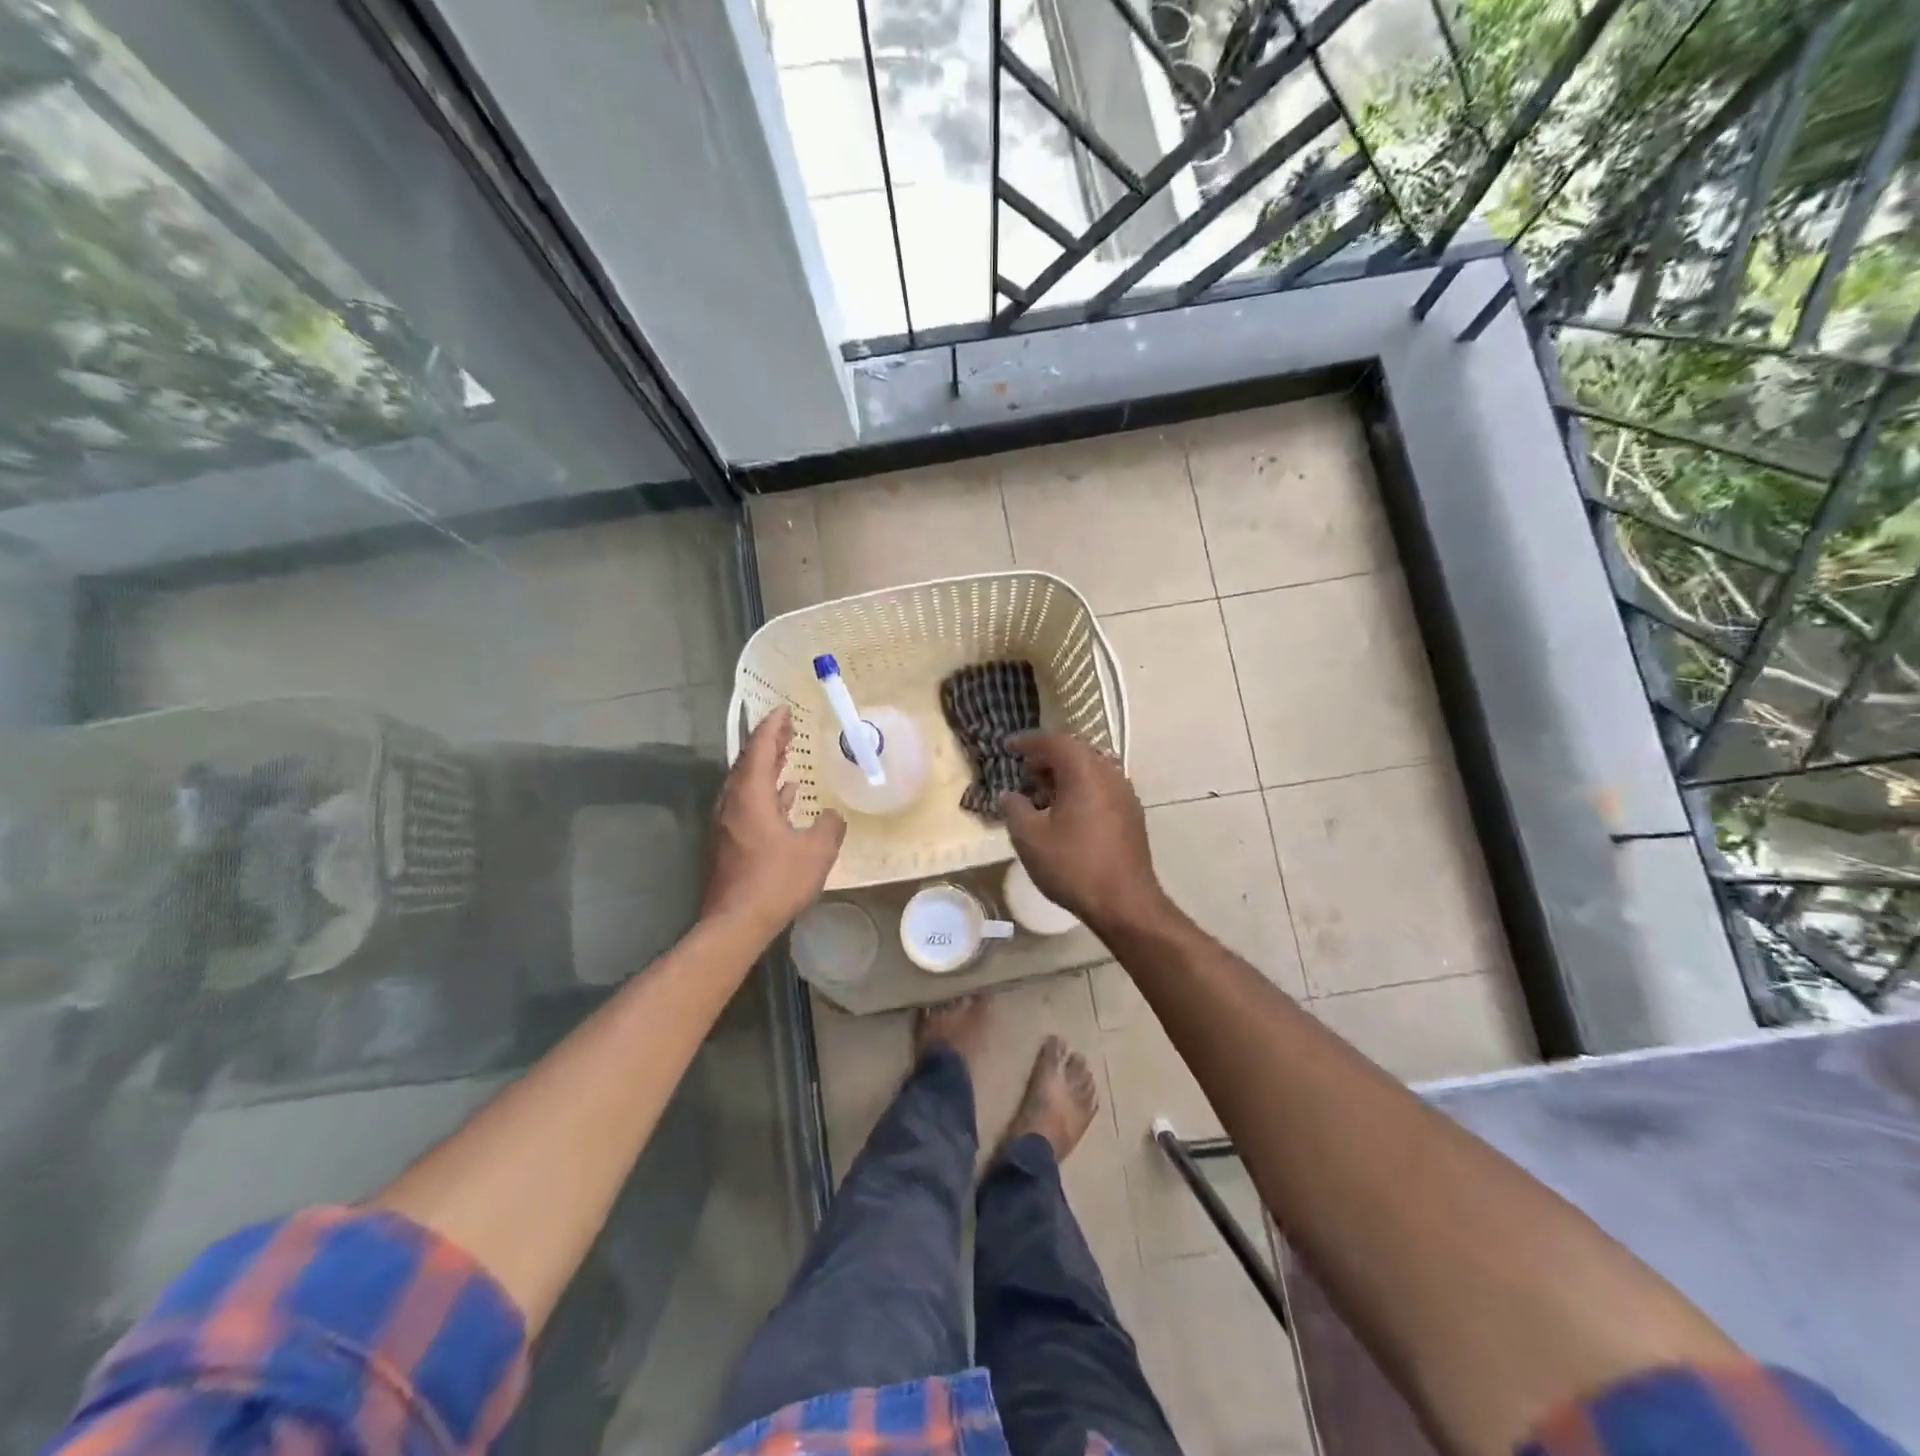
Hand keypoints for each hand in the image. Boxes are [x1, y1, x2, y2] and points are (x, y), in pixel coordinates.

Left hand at [703, 707, 846, 940]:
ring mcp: (727, 824)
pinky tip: (784, 798)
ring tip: (787, 757)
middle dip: (769, 743)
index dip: (773, 727)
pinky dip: (765, 793)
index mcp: (750, 796)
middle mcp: (732, 803)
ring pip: (747, 785)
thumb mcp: (817, 851)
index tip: (784, 709)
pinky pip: (747, 804)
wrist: (735, 923)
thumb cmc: (776, 881)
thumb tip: (832, 816)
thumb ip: (829, 826)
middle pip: (749, 763)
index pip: (759, 749)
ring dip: (767, 768)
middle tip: (788, 728)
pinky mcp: (728, 842)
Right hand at [998, 733, 1165, 933]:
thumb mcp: (1030, 838)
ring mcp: (1125, 796)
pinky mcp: (1132, 816)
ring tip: (1042, 793)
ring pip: (1091, 772)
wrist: (1125, 902)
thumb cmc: (1073, 865)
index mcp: (1085, 772)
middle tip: (1025, 769)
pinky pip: (1102, 790)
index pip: (1055, 742)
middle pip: (1076, 753)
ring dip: (1065, 775)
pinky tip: (1066, 814)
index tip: (1009, 746)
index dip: (1029, 742)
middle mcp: (1110, 775)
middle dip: (1048, 757)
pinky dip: (1081, 791)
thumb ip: (1015, 809)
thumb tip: (1009, 795)